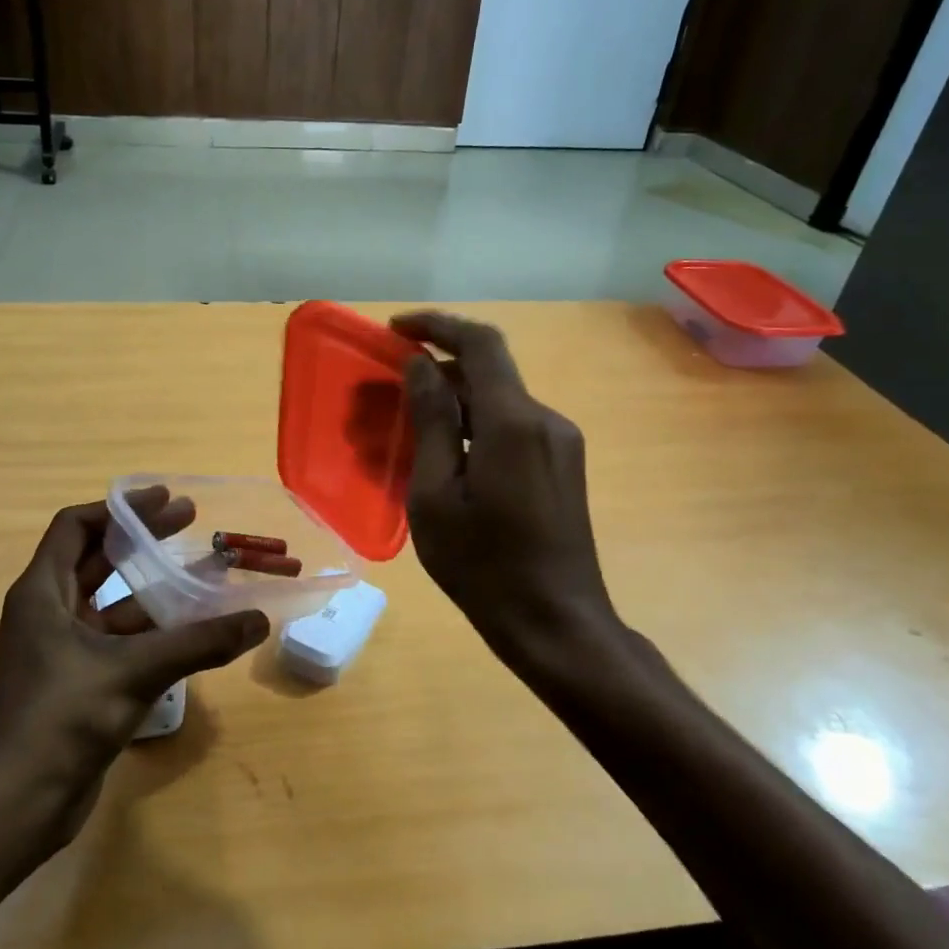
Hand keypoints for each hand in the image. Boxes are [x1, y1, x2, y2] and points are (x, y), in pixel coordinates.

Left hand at [0, 490, 268, 845]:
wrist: (15, 805)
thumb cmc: (61, 718)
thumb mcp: (134, 671)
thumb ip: (198, 642)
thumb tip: (258, 620)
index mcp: (42, 593)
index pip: (76, 527)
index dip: (119, 509)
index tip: (165, 501)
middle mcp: (48, 613)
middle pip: (97, 560)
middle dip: (142, 540)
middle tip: (191, 522)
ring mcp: (63, 651)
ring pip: (113, 604)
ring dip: (154, 589)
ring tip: (204, 575)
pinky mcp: (78, 684)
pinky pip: (120, 642)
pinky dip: (153, 631)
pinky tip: (192, 632)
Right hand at [393, 312, 617, 673]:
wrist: (555, 622)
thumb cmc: (483, 566)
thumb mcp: (435, 496)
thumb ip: (431, 422)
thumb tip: (421, 366)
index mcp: (513, 422)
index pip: (479, 343)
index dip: (436, 326)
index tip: (395, 329)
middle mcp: (545, 420)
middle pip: (487, 372)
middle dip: (434, 373)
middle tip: (385, 398)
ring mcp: (560, 443)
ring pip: (498, 403)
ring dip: (451, 406)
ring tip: (405, 435)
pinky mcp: (563, 466)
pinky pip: (512, 429)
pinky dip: (474, 429)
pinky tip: (444, 461)